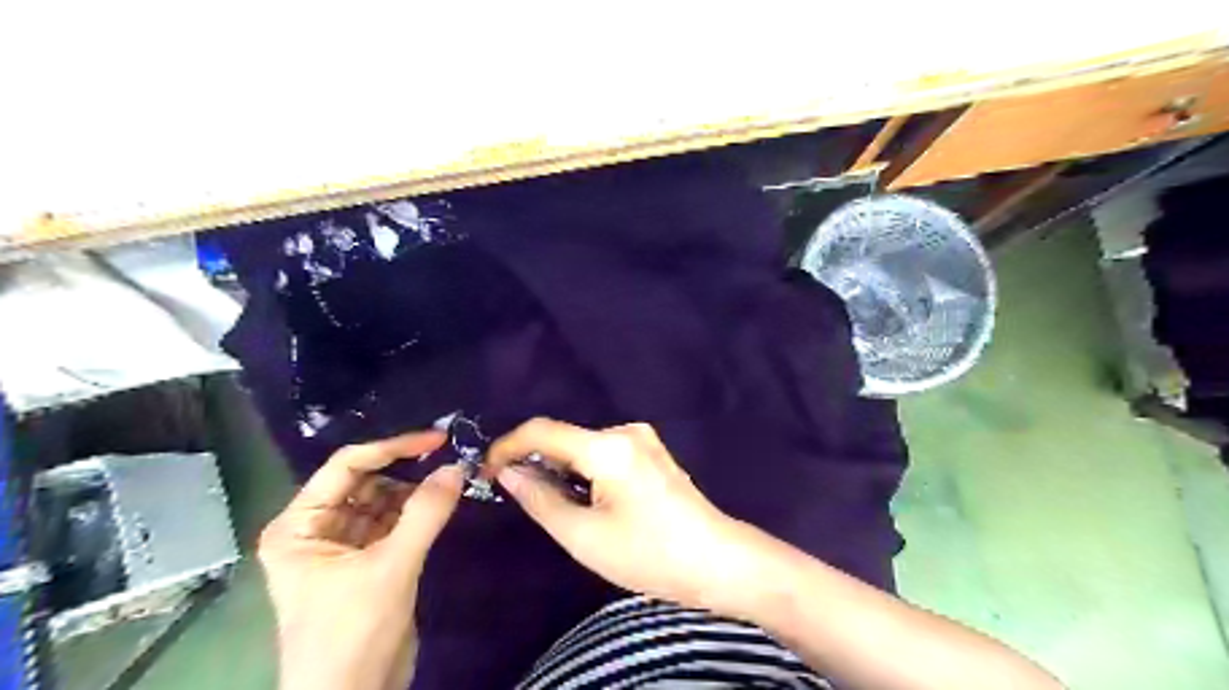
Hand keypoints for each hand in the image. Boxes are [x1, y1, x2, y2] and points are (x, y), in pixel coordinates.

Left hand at [258, 431, 464, 688]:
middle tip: (449, 457)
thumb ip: (426, 512)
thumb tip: (457, 466)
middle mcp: (315, 529)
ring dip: (414, 490)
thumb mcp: (392, 567)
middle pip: (365, 481)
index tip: (437, 439)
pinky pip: (392, 522)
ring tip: (451, 479)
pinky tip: (441, 503)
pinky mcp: (366, 561)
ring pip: (381, 500)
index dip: (392, 447)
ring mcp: (341, 545)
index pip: (346, 467)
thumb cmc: (352, 632)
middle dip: (405, 470)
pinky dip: (416, 512)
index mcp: (299, 525)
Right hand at [488, 417, 759, 610]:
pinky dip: (584, 471)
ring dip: (561, 470)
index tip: (486, 470)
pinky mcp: (651, 453)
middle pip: (565, 438)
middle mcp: (625, 431)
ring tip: (552, 505)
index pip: (542, 430)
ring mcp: (642, 439)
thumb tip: (508, 472)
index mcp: (608, 446)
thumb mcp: (584, 536)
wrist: (718, 561)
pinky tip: (585, 500)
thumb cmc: (650, 554)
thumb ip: (540, 499)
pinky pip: (604, 453)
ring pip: (583, 447)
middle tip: (515, 496)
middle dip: (536, 462)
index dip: (508, 446)